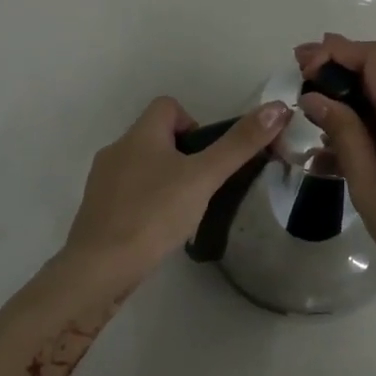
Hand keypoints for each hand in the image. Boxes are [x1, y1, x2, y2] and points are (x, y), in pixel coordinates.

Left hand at [63, 96, 289, 282]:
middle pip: (156, 137)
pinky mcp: (98, 211)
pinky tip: (159, 230)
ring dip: (166, 181)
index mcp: (140, 135)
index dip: (193, 122)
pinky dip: (148, 203)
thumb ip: (239, 144)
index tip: (207, 156)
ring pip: (143, 167)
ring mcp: (103, 182)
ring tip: (184, 212)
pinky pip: (129, 194)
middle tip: (202, 187)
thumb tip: (278, 107)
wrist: (100, 268)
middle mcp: (117, 150)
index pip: (167, 106)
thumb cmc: (154, 214)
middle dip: (183, 157)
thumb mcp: (203, 177)